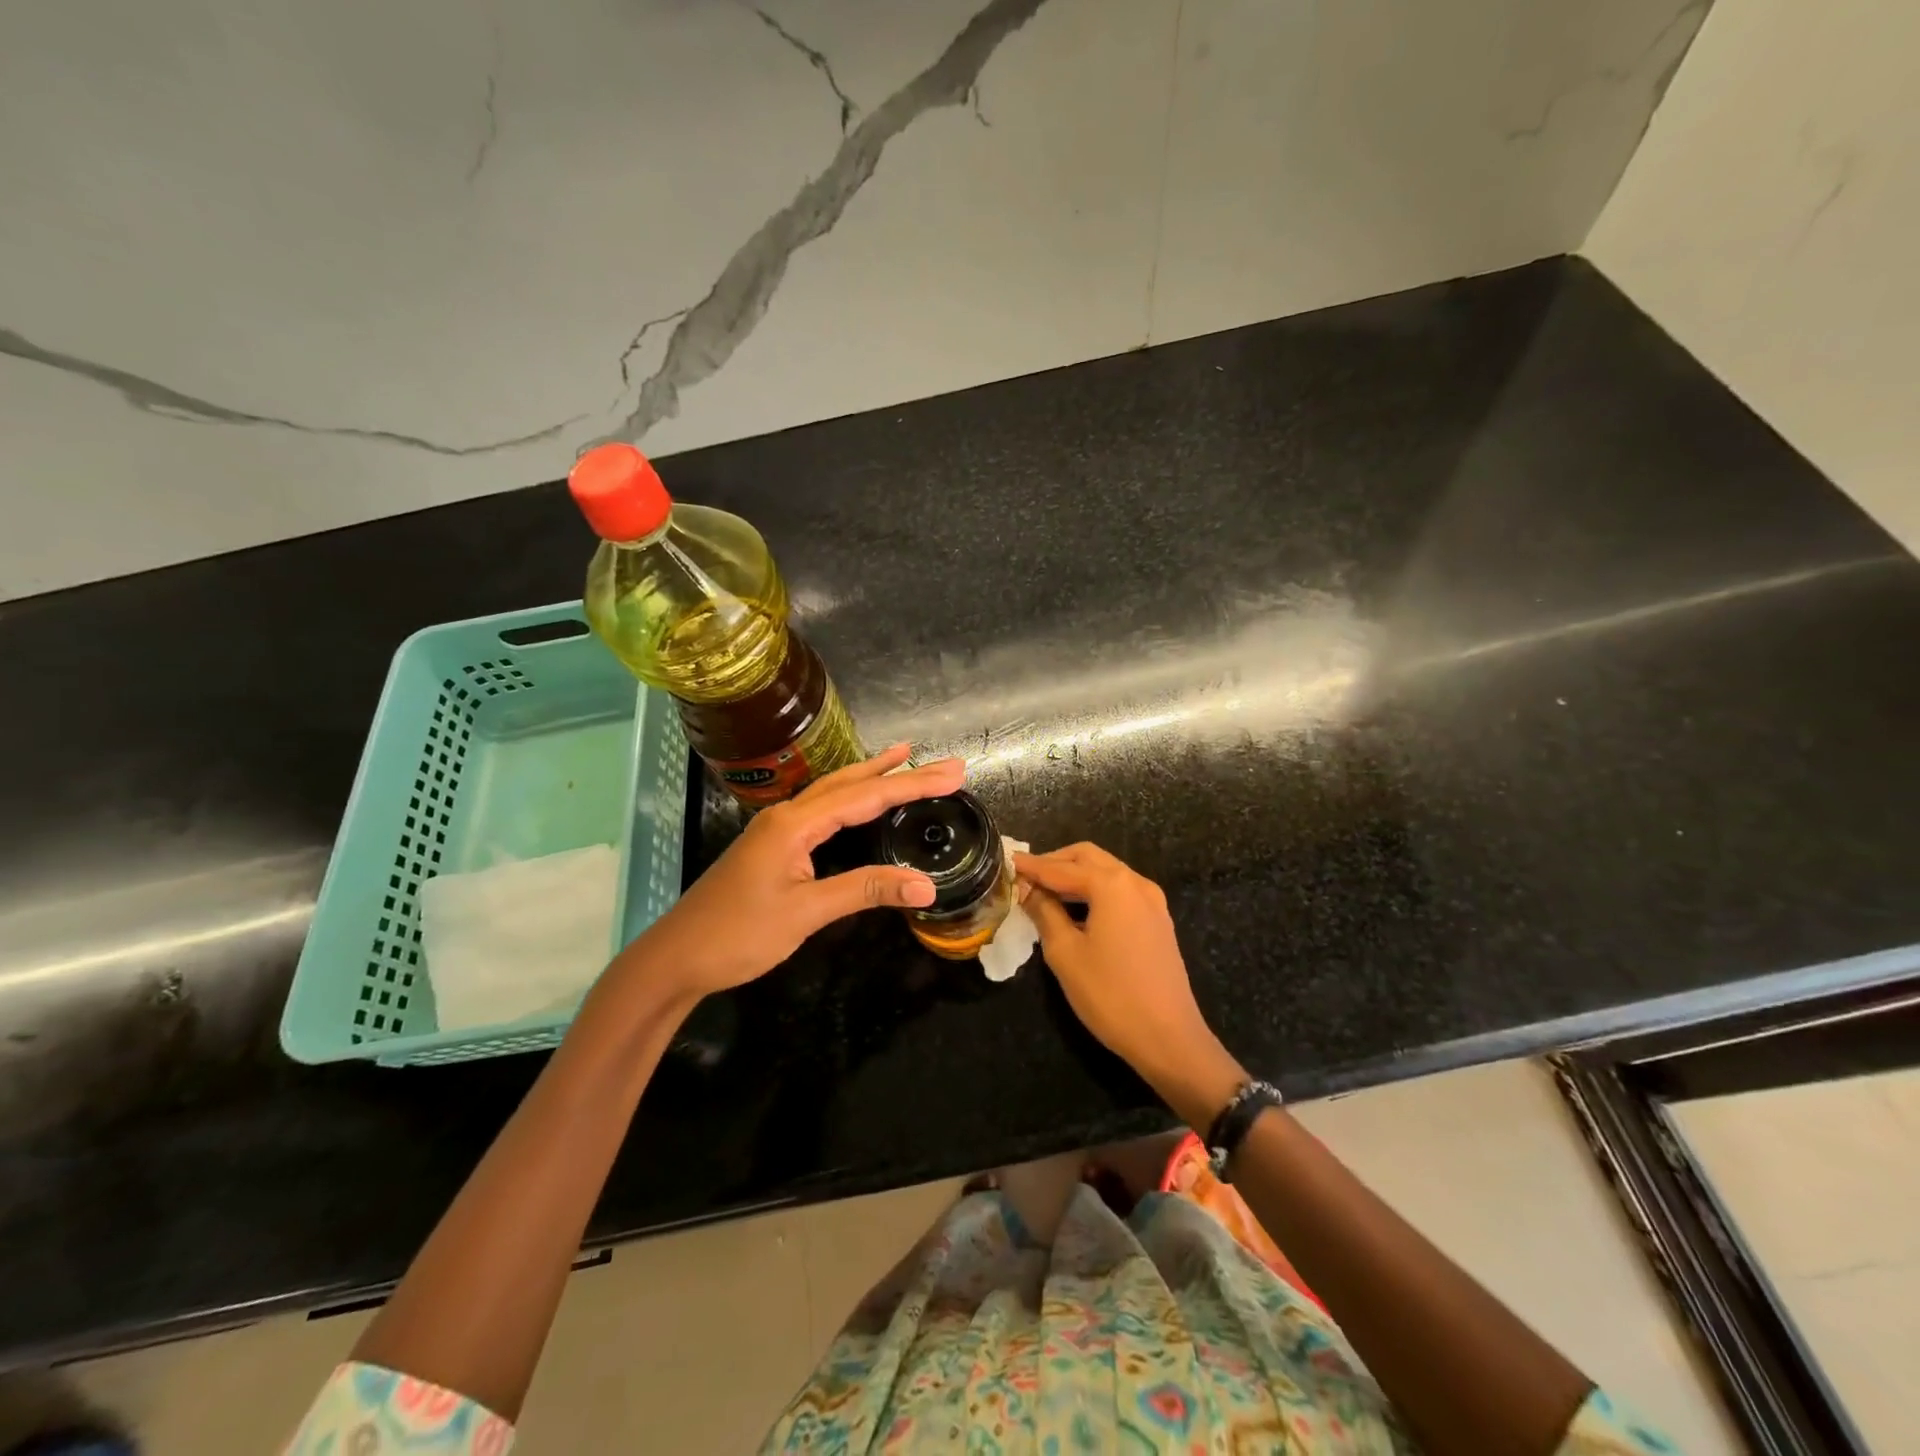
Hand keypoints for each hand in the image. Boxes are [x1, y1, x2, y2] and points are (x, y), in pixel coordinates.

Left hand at [632, 744, 965, 1002]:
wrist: (676, 958)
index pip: (865, 797)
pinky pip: (820, 811)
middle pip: (849, 784)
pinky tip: (857, 803)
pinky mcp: (773, 847)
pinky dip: (849, 799)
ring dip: (870, 777)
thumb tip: (925, 885)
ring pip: (832, 793)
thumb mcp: (806, 913)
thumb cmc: (738, 935)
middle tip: (941, 763)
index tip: (953, 773)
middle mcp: (786, 816)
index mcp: (794, 824)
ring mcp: (776, 830)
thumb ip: (865, 890)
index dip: (912, 784)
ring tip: (903, 760)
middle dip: (896, 771)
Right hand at [1017, 843, 1244, 1125]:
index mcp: (1112, 885)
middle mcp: (1135, 882)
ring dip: (1075, 875)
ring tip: (1045, 892)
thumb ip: (1044, 912)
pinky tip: (1076, 910)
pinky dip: (1094, 891)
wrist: (1168, 1038)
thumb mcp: (1065, 953)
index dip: (1032, 866)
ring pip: (1106, 872)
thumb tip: (1027, 888)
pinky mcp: (1158, 921)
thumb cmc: (1110, 994)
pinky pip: (1120, 891)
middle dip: (1055, 862)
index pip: (1061, 868)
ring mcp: (1152, 901)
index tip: (1007, 862)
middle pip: (1088, 858)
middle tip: (1026, 876)